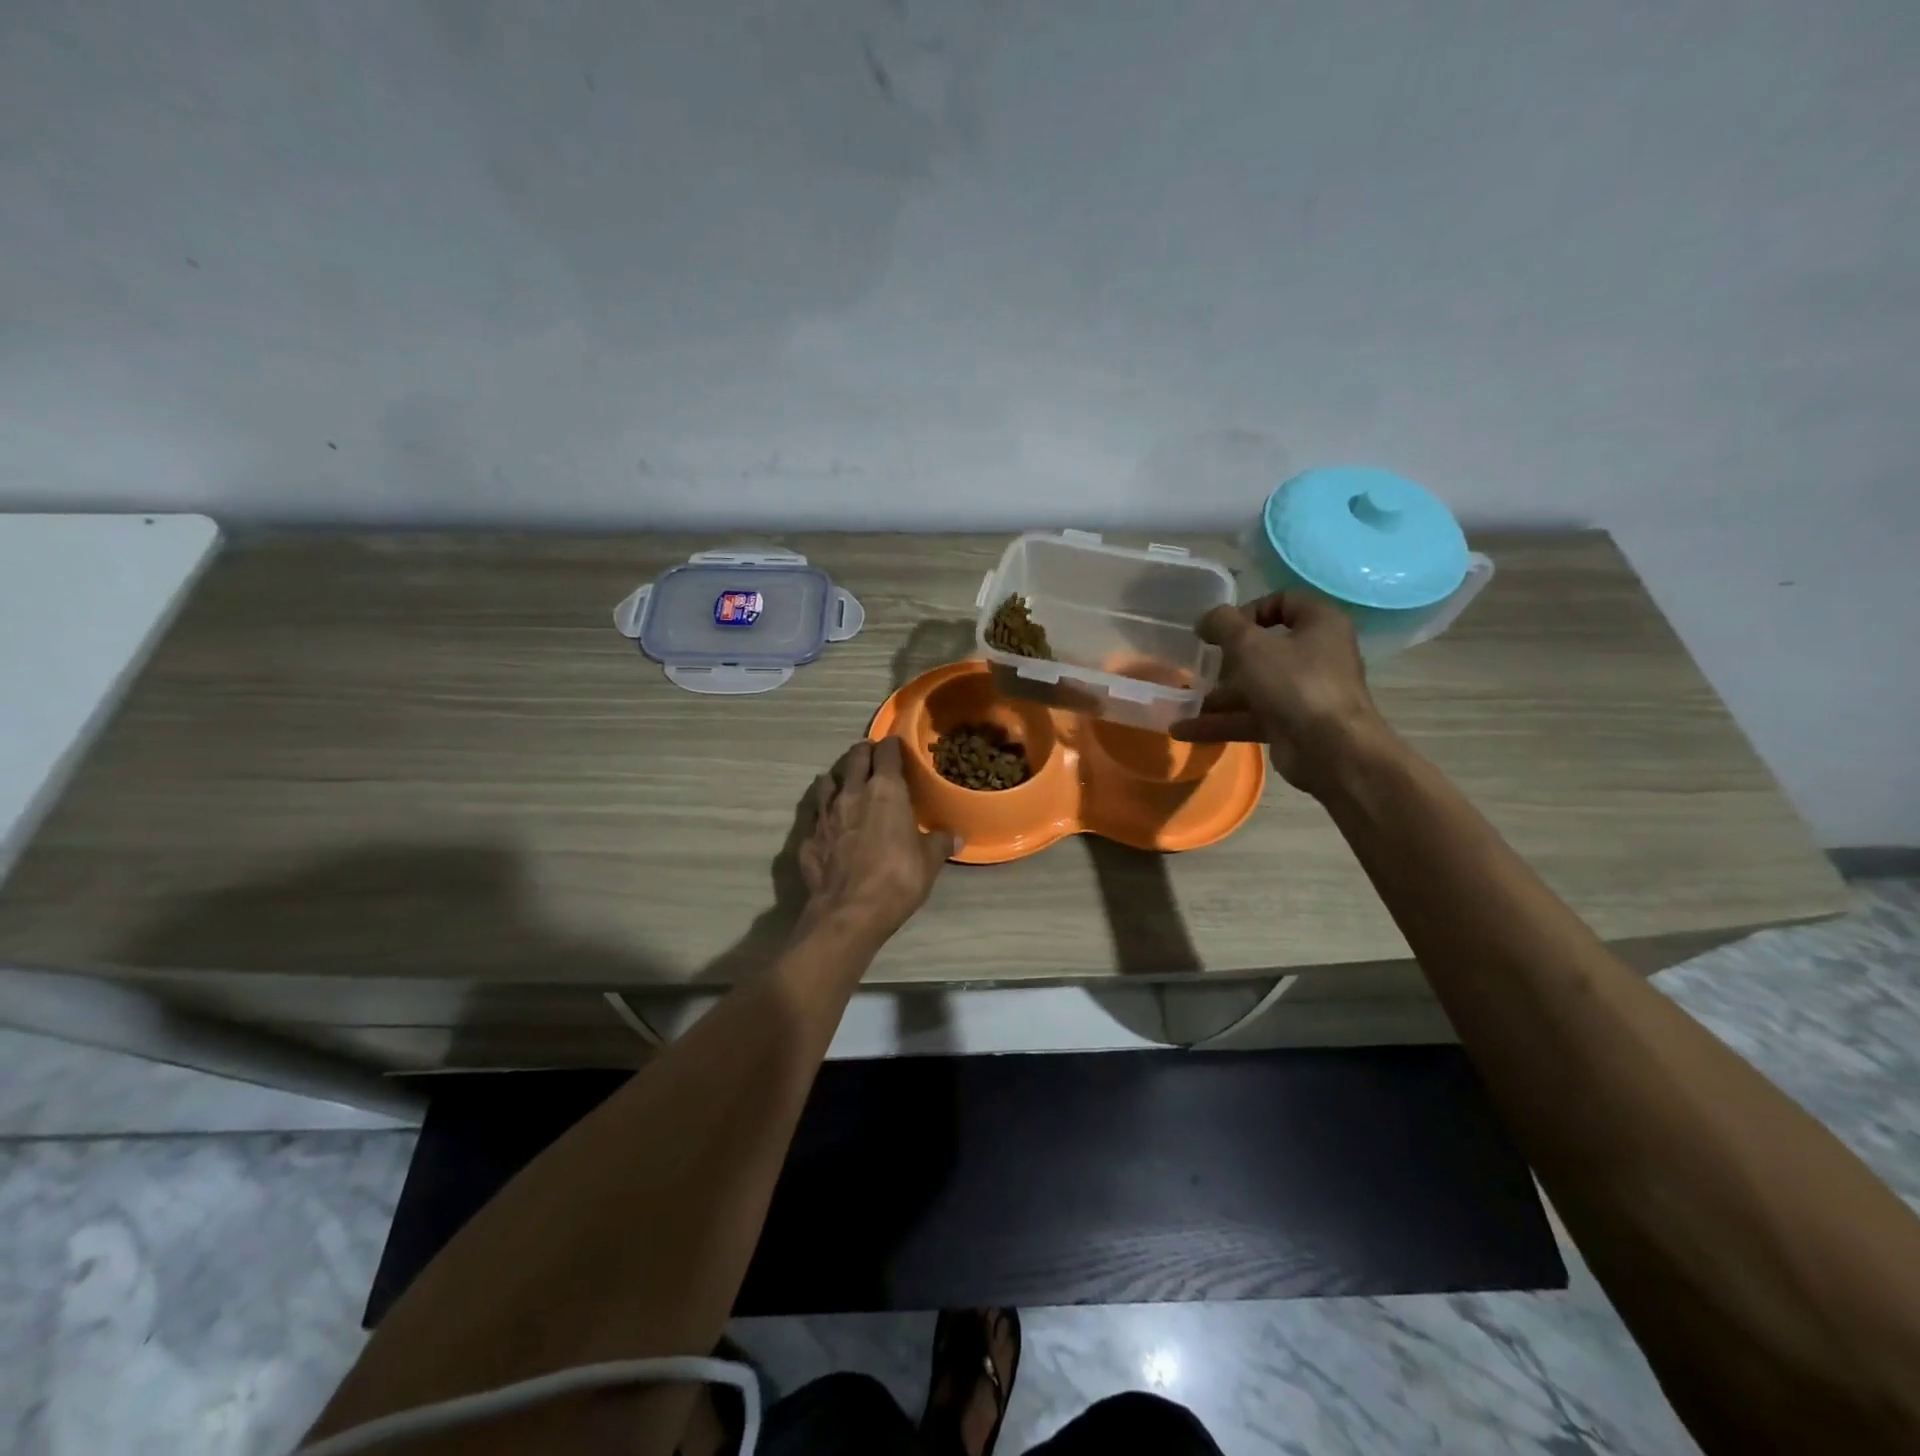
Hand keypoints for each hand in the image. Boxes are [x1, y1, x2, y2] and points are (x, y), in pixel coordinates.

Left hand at [798, 737, 955, 940]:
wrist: (849, 911)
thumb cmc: (897, 878)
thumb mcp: (929, 862)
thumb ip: (939, 843)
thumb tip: (955, 836)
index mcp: (886, 791)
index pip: (886, 752)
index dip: (891, 745)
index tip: (895, 745)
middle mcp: (852, 793)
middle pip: (855, 759)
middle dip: (863, 753)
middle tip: (871, 755)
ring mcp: (825, 814)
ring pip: (828, 782)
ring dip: (838, 778)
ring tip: (845, 781)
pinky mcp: (808, 837)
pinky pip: (815, 814)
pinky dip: (822, 812)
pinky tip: (826, 820)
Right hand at [1171, 591, 1389, 795]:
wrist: (1331, 750)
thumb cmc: (1295, 683)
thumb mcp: (1250, 645)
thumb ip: (1223, 624)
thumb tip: (1206, 619)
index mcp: (1319, 623)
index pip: (1284, 602)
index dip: (1249, 610)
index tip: (1221, 629)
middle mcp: (1316, 654)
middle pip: (1265, 647)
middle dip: (1227, 659)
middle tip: (1201, 665)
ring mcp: (1304, 692)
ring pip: (1255, 686)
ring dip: (1218, 695)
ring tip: (1182, 701)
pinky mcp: (1291, 723)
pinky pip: (1251, 716)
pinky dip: (1221, 722)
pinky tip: (1183, 730)